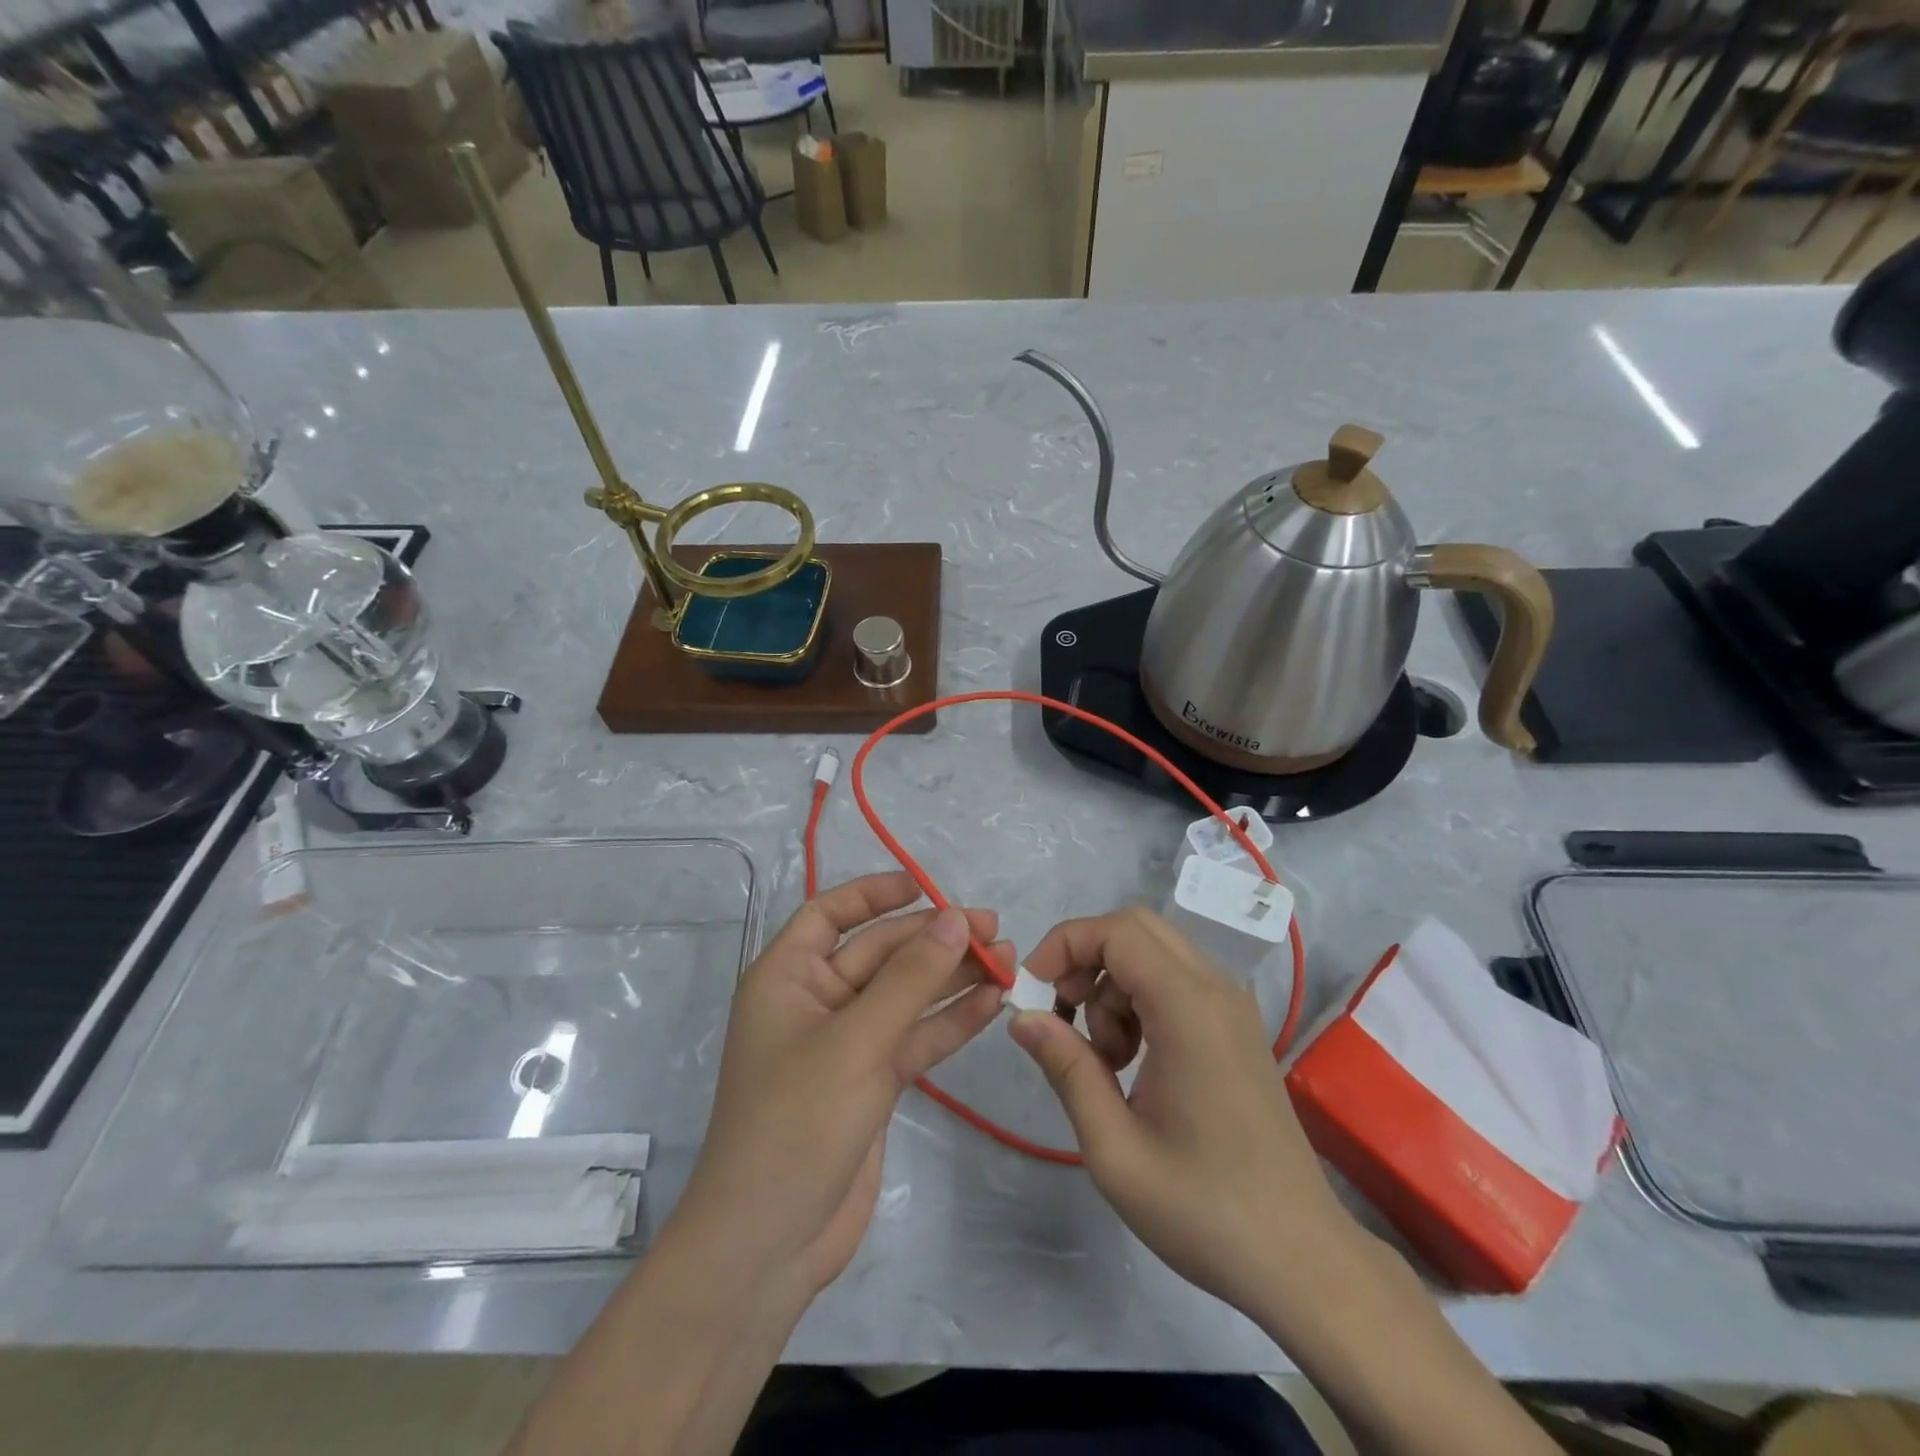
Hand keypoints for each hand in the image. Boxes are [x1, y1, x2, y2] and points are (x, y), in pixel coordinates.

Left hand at [674, 872, 1009, 1300]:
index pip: (829, 914)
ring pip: (905, 995)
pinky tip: (993, 1002)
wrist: (769, 1244)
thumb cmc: (796, 1122)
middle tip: (992, 928)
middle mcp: (816, 1002)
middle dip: (933, 939)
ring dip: (952, 977)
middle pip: (880, 953)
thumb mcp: (855, 1041)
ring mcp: (847, 1044)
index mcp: (787, 977)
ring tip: (1007, 959)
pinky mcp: (873, 1081)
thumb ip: (910, 979)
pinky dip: (952, 1020)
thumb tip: (953, 917)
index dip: (873, 893)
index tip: (925, 885)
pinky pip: (916, 1036)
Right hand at [1008, 906, 1358, 1319]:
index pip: (1116, 931)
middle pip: (1135, 928)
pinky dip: (1138, 1001)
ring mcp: (1231, 1006)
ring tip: (1103, 1059)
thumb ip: (1066, 1068)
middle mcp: (1216, 990)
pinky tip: (1132, 1062)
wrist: (1301, 1259)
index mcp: (1189, 1008)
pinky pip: (1173, 981)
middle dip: (1084, 958)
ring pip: (1152, 953)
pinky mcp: (1235, 1027)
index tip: (1031, 994)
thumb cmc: (1203, 1209)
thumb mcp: (1114, 1148)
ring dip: (1110, 986)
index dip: (1063, 946)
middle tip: (1061, 1017)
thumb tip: (1022, 1017)